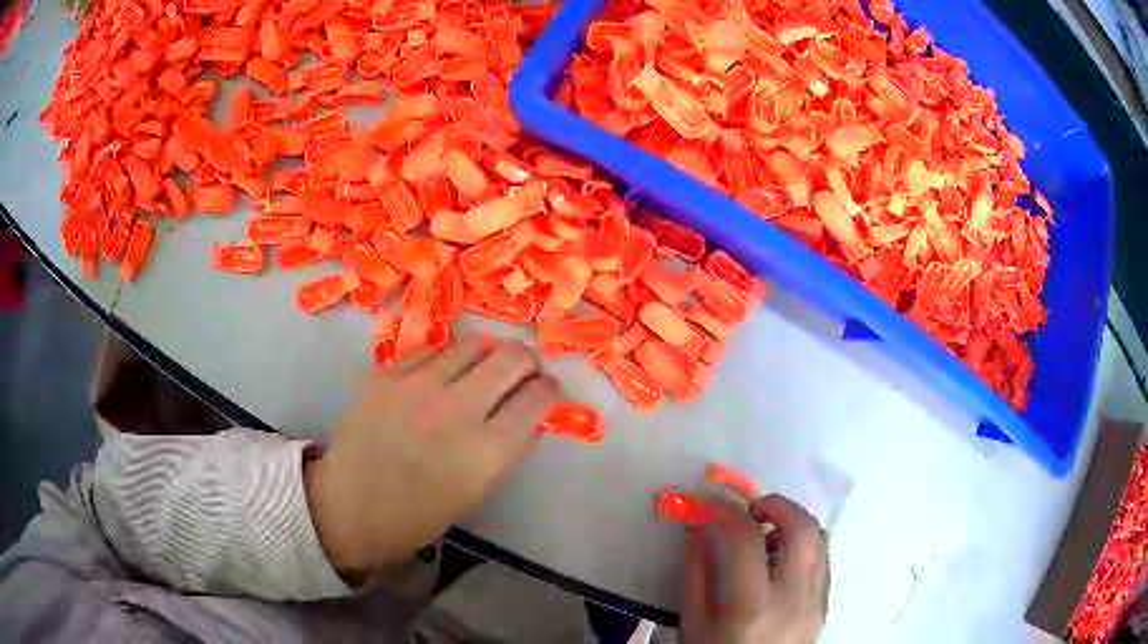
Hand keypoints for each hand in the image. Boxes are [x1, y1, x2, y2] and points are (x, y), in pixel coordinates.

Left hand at [304, 336, 562, 578]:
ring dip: (486, 356)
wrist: (348, 506)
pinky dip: (443, 362)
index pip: (538, 398)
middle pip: (512, 358)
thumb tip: (530, 414)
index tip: (545, 392)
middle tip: (521, 372)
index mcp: (485, 453)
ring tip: (477, 372)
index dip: (549, 390)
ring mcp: (417, 386)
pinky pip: (431, 351)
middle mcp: (456, 410)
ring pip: (473, 344)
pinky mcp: (387, 374)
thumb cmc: (417, 514)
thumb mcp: (476, 492)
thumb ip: (507, 449)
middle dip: (526, 362)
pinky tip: (435, 380)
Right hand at [681, 494, 828, 643]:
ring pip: (819, 539)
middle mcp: (793, 599)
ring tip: (765, 531)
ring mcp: (816, 602)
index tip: (711, 500)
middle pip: (801, 529)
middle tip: (749, 508)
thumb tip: (701, 527)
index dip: (725, 510)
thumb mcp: (693, 621)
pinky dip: (803, 544)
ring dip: (792, 521)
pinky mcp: (825, 605)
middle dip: (775, 504)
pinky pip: (822, 559)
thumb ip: (697, 571)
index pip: (744, 539)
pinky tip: (780, 558)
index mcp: (750, 606)